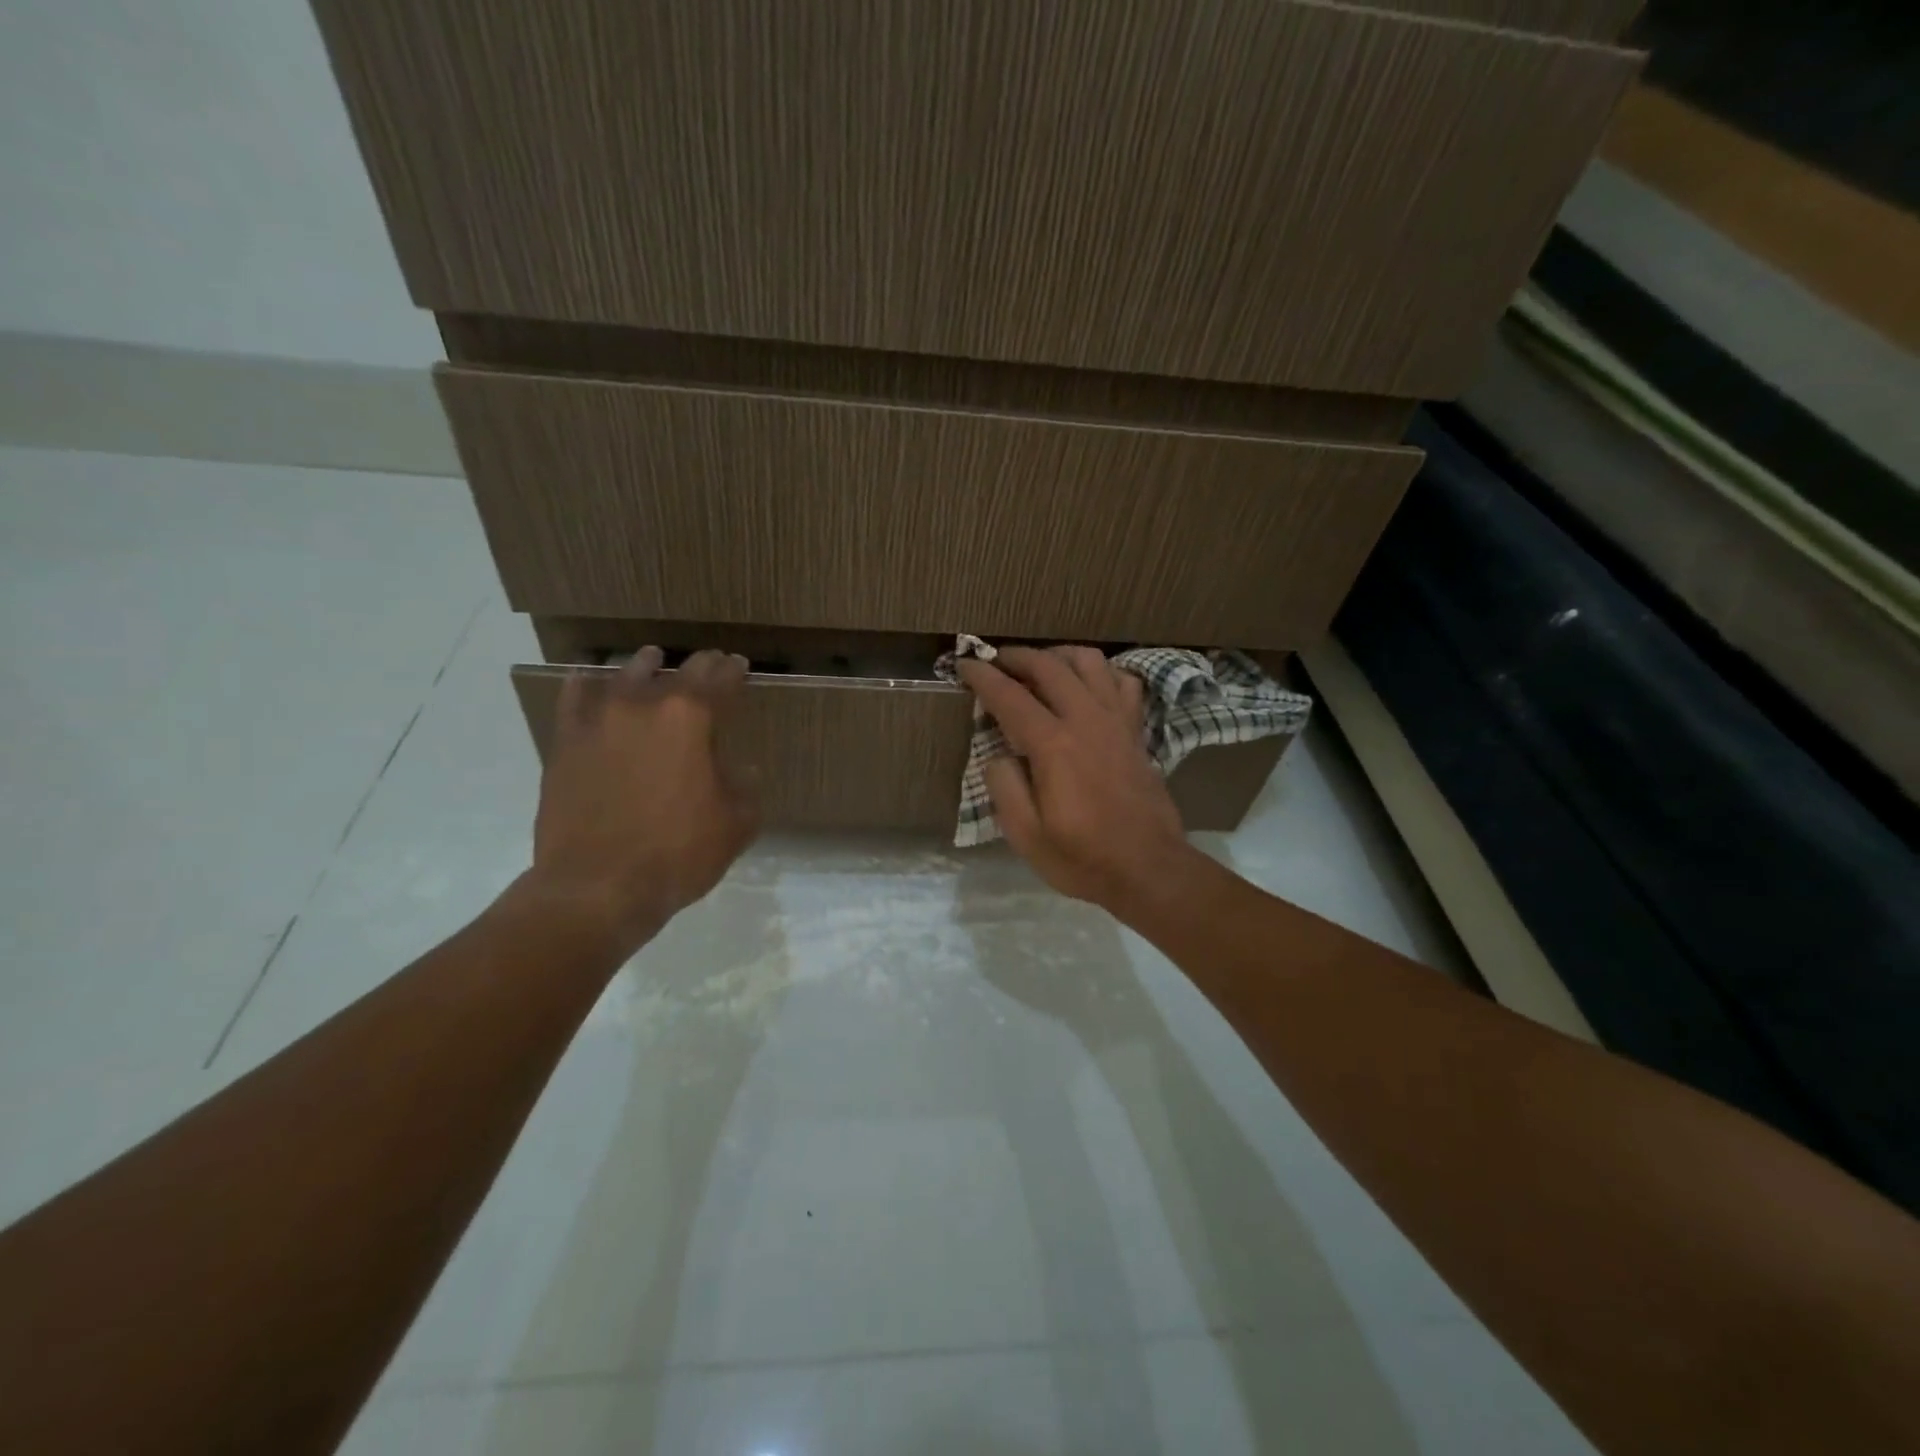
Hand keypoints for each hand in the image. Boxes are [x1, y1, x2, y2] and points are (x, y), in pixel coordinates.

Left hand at [526, 648, 759, 950]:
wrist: (597, 887)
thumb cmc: (678, 854)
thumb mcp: (735, 825)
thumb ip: (744, 788)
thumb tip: (741, 770)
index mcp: (691, 718)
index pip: (720, 679)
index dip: (734, 670)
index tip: (740, 665)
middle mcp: (644, 706)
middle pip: (677, 671)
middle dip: (699, 665)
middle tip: (709, 664)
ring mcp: (599, 721)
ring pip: (624, 675)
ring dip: (644, 665)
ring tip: (651, 659)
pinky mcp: (565, 744)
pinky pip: (573, 701)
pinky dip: (585, 686)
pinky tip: (588, 682)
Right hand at [956, 646, 1194, 912]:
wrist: (1148, 869)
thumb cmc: (1082, 857)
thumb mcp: (1026, 835)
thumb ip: (1004, 787)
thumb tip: (997, 754)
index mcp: (1054, 745)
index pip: (1009, 696)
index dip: (983, 676)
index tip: (964, 665)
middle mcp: (1086, 720)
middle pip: (1049, 666)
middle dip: (1017, 656)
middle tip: (995, 660)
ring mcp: (1116, 721)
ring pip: (1090, 662)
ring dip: (1059, 655)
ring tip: (1040, 665)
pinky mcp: (1136, 731)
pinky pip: (1122, 683)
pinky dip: (1103, 673)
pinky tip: (1088, 685)